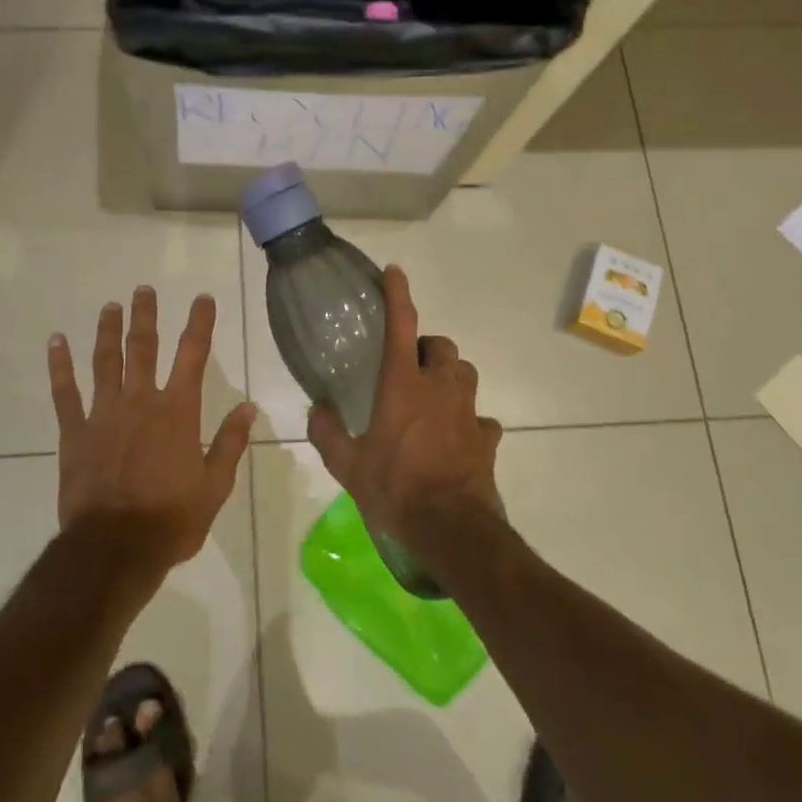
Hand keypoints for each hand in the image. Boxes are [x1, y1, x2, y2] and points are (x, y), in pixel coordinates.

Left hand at [48, 286, 254, 570]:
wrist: (115, 549)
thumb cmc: (171, 520)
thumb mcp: (215, 487)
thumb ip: (230, 443)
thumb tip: (248, 407)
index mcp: (177, 412)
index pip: (192, 355)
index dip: (199, 323)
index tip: (203, 298)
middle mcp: (140, 401)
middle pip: (143, 347)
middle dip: (145, 315)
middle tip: (143, 289)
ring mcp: (103, 414)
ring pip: (105, 361)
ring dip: (107, 331)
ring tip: (109, 306)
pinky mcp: (74, 433)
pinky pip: (65, 393)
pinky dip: (60, 366)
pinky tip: (55, 342)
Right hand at [306, 265, 501, 548]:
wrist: (452, 528)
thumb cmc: (396, 489)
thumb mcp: (348, 465)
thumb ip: (327, 433)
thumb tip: (315, 410)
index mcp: (403, 386)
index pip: (401, 326)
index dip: (398, 295)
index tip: (395, 272)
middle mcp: (439, 389)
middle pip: (443, 347)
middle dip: (428, 347)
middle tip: (411, 365)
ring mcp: (468, 412)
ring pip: (465, 374)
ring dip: (450, 376)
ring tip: (434, 395)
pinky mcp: (487, 438)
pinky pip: (482, 418)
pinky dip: (470, 420)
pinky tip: (457, 436)